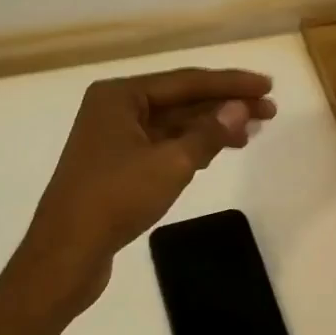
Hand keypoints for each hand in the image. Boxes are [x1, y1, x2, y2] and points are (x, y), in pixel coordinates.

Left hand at [8, 67, 276, 313]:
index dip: (230, 83)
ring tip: (251, 133)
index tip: (267, 85)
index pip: (186, 81)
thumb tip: (240, 108)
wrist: (66, 253)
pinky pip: (162, 146)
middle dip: (224, 105)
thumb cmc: (115, 199)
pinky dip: (191, 147)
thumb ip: (208, 133)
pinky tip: (217, 151)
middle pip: (180, 100)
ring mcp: (113, 139)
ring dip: (210, 128)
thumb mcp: (170, 163)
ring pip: (172, 125)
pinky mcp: (117, 167)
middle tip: (269, 111)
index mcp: (120, 95)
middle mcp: (114, 109)